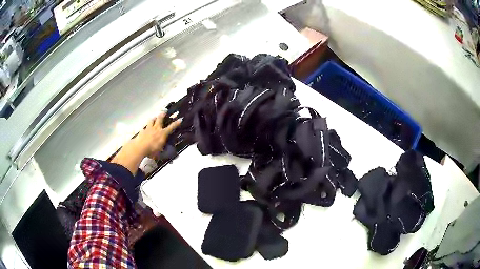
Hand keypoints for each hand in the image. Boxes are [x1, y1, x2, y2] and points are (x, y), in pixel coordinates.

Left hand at [111, 112, 180, 174]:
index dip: (176, 123)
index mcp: (162, 133)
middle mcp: (156, 129)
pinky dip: (145, 128)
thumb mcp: (159, 153)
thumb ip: (163, 153)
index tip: (180, 119)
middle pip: (160, 119)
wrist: (140, 147)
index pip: (171, 127)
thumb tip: (169, 161)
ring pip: (151, 120)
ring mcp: (149, 128)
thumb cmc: (152, 150)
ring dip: (153, 118)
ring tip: (154, 118)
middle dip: (163, 114)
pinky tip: (145, 129)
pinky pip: (144, 127)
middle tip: (164, 111)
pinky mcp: (142, 131)